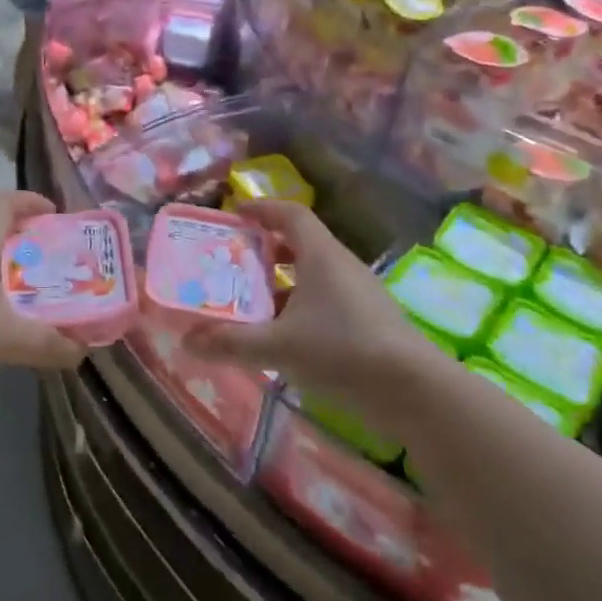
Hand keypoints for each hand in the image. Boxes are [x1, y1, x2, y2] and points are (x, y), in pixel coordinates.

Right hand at [184, 200, 443, 404]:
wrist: (414, 391)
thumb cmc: (342, 351)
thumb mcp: (278, 346)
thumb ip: (231, 343)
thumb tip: (186, 340)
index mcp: (321, 256)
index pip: (291, 215)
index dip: (263, 209)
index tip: (236, 213)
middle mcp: (341, 266)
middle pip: (300, 243)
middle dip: (265, 248)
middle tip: (233, 260)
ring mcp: (359, 294)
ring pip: (313, 274)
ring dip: (281, 281)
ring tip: (250, 300)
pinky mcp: (368, 321)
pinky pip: (326, 300)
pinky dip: (299, 306)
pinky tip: (283, 335)